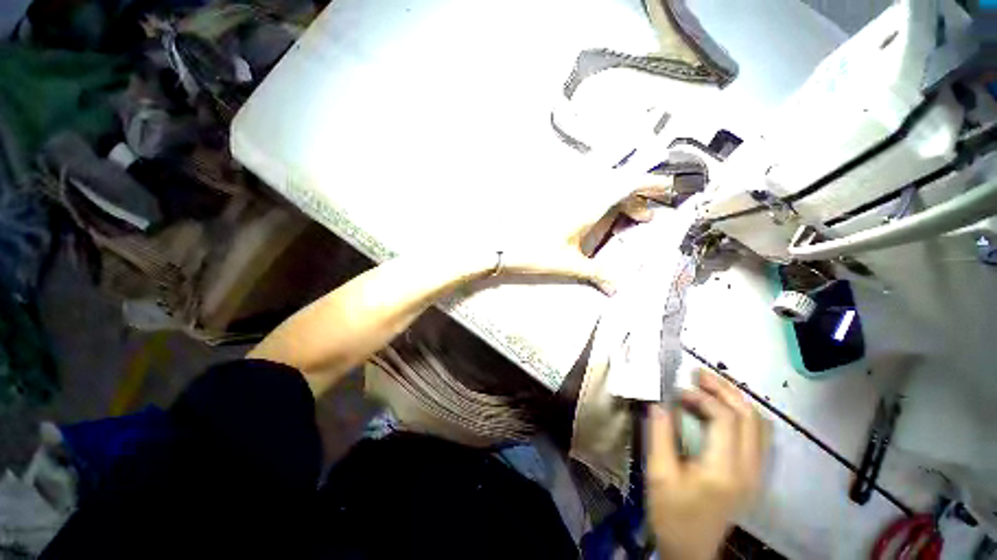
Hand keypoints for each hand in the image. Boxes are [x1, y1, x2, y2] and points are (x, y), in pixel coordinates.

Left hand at [498, 184, 675, 294]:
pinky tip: (603, 222)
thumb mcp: (568, 264)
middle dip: (636, 199)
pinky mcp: (558, 207)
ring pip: (602, 194)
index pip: (623, 185)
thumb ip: (596, 274)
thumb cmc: (533, 252)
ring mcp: (567, 201)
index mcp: (585, 207)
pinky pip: (588, 201)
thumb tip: (618, 288)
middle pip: (615, 187)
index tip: (666, 188)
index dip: (647, 183)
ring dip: (619, 203)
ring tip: (630, 220)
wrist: (502, 246)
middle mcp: (578, 198)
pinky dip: (603, 208)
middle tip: (646, 218)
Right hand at [646, 370, 770, 559]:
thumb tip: (659, 403)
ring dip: (736, 400)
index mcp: (724, 471)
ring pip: (760, 425)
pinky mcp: (754, 475)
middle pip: (750, 417)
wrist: (692, 550)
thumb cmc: (672, 514)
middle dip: (725, 390)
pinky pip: (759, 436)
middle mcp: (749, 470)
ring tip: (708, 386)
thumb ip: (660, 435)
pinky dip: (742, 415)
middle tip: (698, 374)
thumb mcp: (658, 474)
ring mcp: (756, 474)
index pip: (726, 420)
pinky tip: (721, 410)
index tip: (678, 392)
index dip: (703, 398)